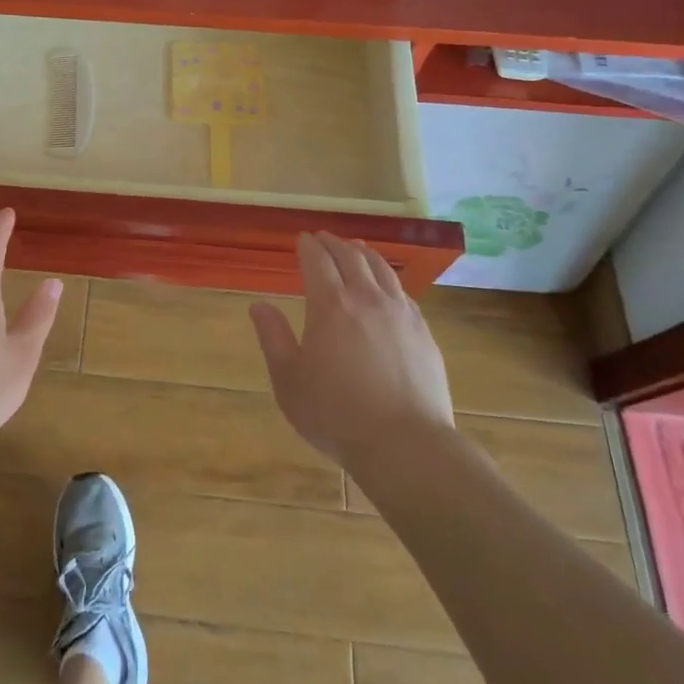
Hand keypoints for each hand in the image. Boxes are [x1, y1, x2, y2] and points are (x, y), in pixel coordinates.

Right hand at [249, 232, 454, 465]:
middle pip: (351, 257)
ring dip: (365, 254)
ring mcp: (401, 314)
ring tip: (357, 249)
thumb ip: (273, 337)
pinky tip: (387, 288)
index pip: (318, 261)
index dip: (308, 246)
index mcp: (330, 306)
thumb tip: (259, 305)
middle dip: (335, 243)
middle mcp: (367, 299)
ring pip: (382, 269)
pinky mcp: (423, 333)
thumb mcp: (289, 380)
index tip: (302, 239)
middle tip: (324, 238)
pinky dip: (389, 280)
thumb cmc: (336, 414)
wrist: (406, 445)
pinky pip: (404, 293)